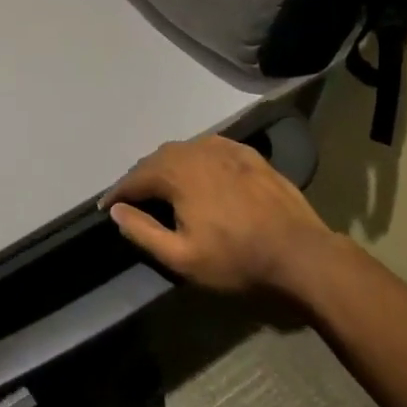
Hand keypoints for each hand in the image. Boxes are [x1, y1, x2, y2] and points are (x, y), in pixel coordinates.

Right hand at [101, 135, 349, 304]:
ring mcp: (225, 149)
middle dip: (140, 177)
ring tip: (162, 184)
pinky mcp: (248, 154)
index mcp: (176, 174)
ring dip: (166, 165)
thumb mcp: (181, 257)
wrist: (301, 254)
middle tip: (132, 197)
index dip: (117, 194)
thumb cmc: (236, 259)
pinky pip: (210, 148)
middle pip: (157, 160)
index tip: (105, 207)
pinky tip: (198, 170)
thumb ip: (143, 231)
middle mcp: (196, 152)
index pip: (135, 179)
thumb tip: (116, 210)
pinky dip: (195, 157)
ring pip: (183, 150)